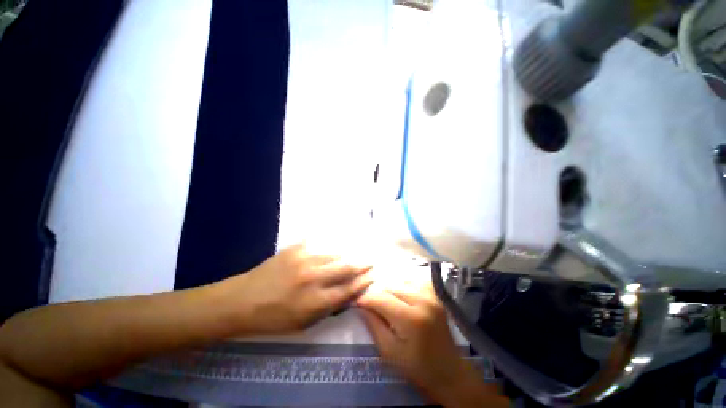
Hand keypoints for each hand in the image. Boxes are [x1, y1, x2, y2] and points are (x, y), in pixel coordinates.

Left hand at [228, 243, 372, 333]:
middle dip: (362, 264)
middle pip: (346, 268)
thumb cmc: (274, 318)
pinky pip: (319, 244)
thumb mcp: (304, 323)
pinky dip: (329, 247)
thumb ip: (328, 308)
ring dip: (346, 255)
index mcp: (316, 301)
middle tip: (370, 261)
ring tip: (353, 255)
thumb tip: (348, 294)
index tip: (372, 276)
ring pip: (335, 254)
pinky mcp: (296, 249)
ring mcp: (304, 260)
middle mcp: (314, 278)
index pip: (349, 289)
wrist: (243, 300)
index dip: (363, 282)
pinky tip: (335, 246)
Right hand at [356, 281, 507, 407]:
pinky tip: (399, 296)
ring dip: (389, 290)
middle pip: (391, 287)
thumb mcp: (389, 353)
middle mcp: (422, 300)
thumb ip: (374, 325)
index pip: (381, 299)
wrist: (449, 372)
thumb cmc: (417, 368)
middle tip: (369, 304)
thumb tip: (360, 305)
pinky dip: (403, 286)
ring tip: (383, 301)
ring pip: (401, 281)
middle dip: (377, 294)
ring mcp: (431, 295)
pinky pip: (413, 281)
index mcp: (411, 318)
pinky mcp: (435, 295)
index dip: (366, 299)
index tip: (356, 302)